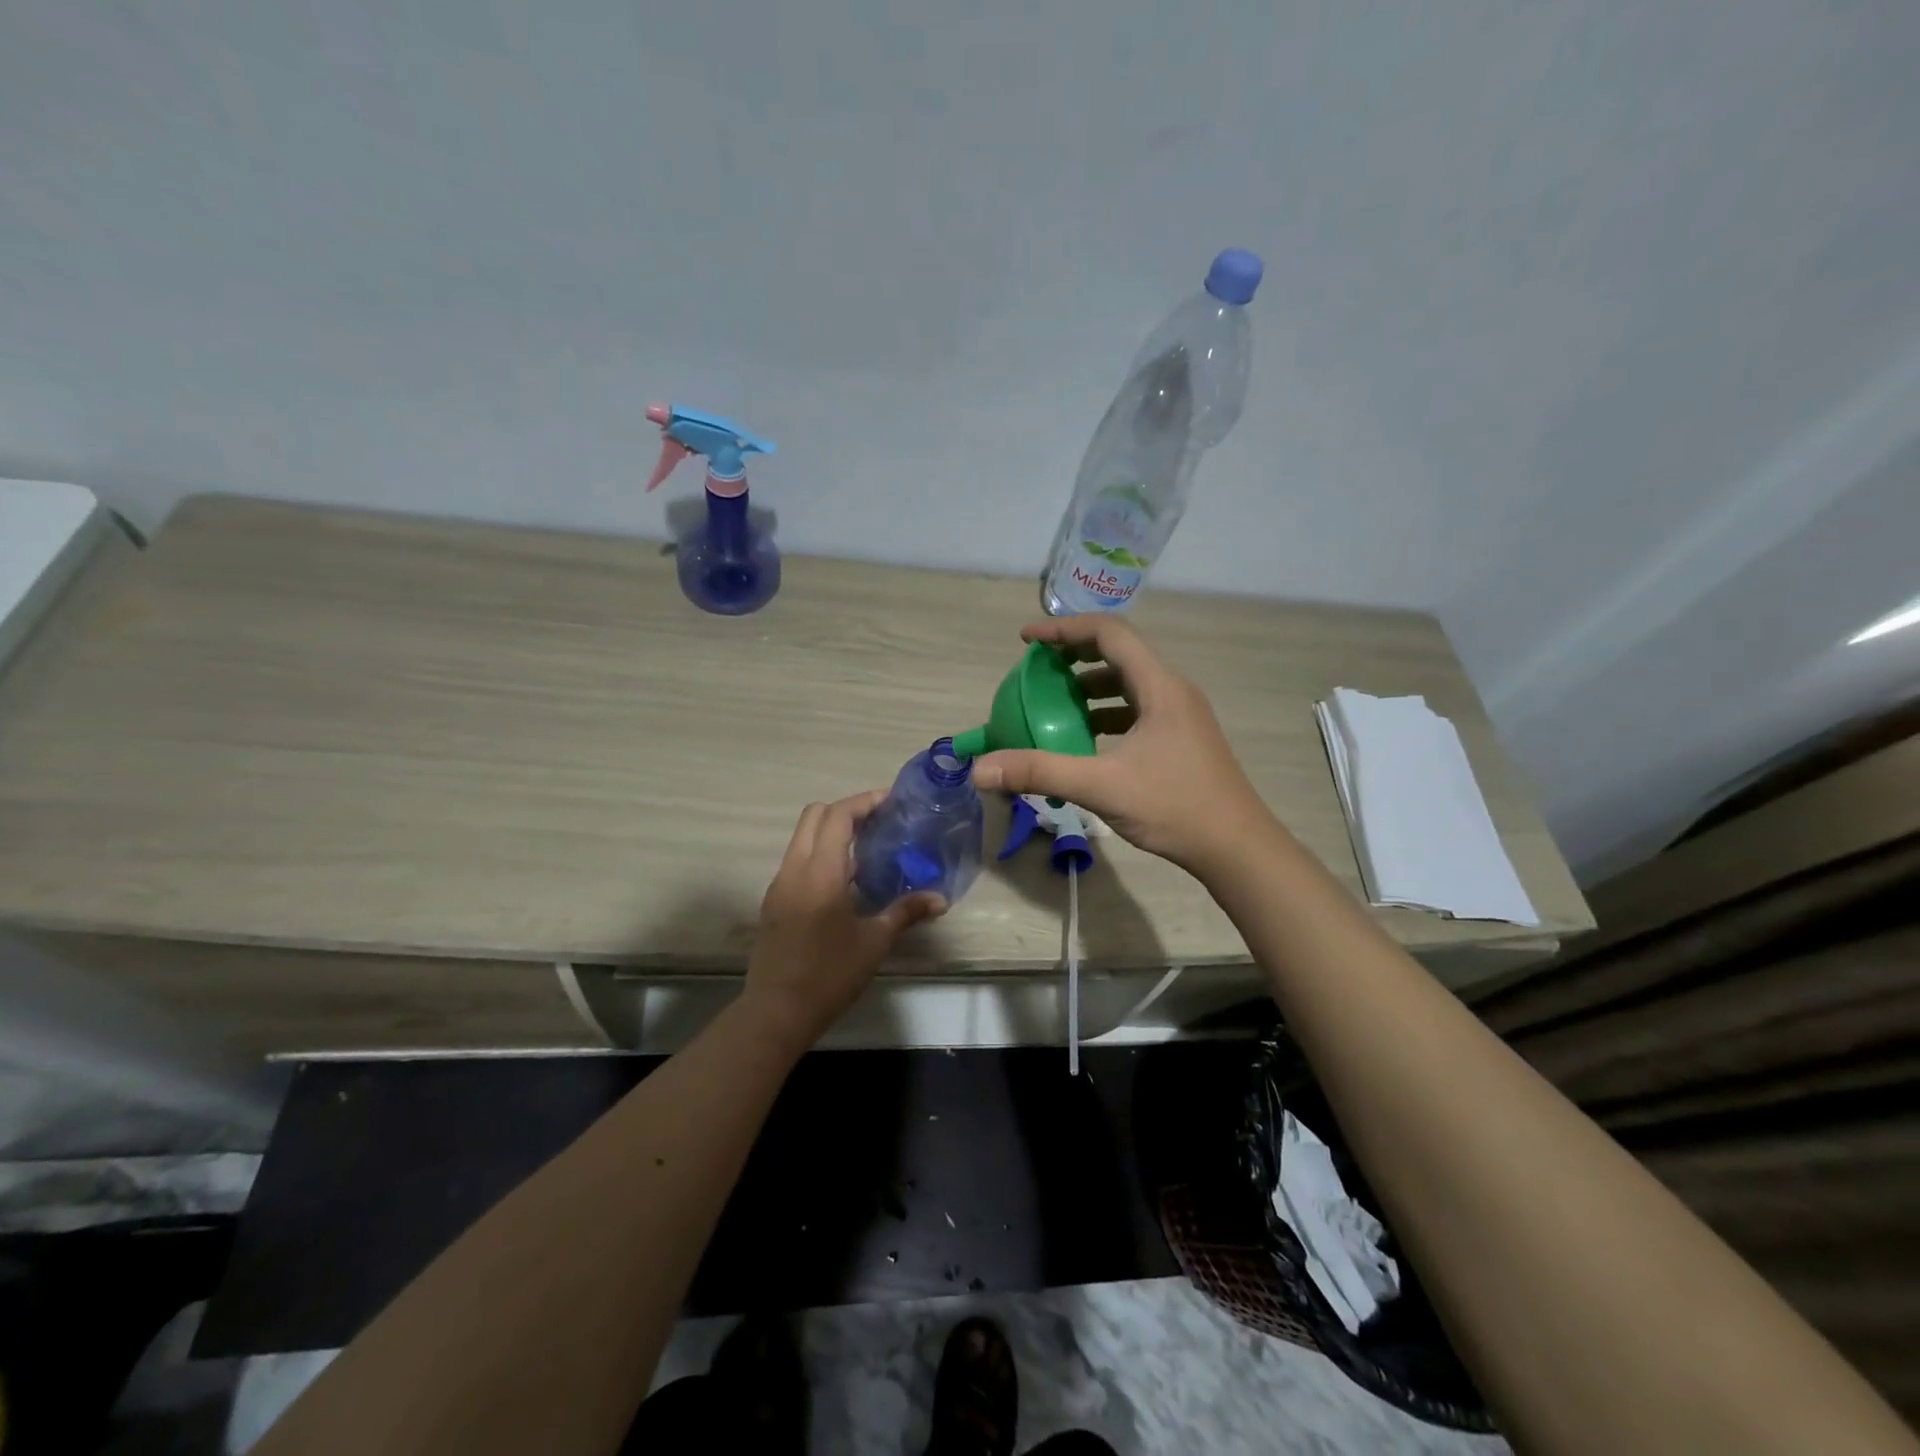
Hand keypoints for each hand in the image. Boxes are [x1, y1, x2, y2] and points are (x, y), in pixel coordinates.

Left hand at [744, 792, 945, 1047]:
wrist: (776, 1012)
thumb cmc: (829, 975)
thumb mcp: (874, 943)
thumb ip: (905, 912)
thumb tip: (940, 899)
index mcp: (820, 872)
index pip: (837, 815)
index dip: (864, 802)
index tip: (891, 801)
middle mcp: (794, 869)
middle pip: (815, 815)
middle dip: (846, 809)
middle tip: (879, 820)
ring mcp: (780, 884)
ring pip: (802, 836)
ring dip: (831, 830)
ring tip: (867, 846)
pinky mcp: (774, 901)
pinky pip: (797, 859)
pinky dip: (820, 852)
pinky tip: (846, 878)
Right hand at [972, 617, 1276, 873]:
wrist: (1236, 847)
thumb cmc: (1174, 807)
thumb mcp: (1101, 786)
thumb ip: (1040, 772)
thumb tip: (981, 770)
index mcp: (1160, 687)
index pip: (1109, 634)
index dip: (1064, 629)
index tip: (1026, 640)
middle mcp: (1173, 691)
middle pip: (1119, 653)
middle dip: (1074, 655)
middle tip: (1037, 669)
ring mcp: (1181, 715)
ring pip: (1129, 683)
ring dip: (1090, 686)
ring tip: (1054, 703)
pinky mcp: (1181, 738)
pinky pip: (1137, 709)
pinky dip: (1106, 712)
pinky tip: (1086, 739)